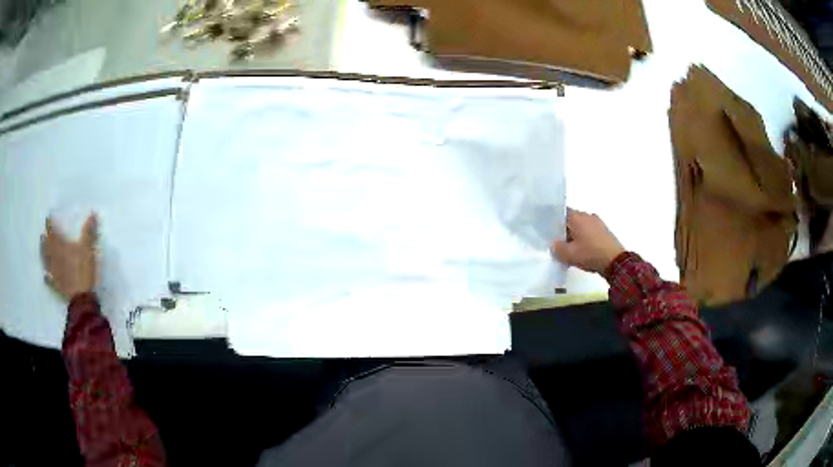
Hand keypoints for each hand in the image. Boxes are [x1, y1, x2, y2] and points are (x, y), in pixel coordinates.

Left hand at [41, 214, 98, 301]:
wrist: (81, 298)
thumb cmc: (83, 270)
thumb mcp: (88, 249)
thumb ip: (88, 232)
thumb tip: (92, 213)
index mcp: (60, 245)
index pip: (52, 231)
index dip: (50, 224)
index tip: (48, 218)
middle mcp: (53, 257)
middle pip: (46, 246)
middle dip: (45, 239)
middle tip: (44, 234)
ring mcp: (53, 272)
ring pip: (45, 260)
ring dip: (43, 254)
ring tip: (42, 249)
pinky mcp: (56, 285)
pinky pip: (49, 279)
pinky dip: (46, 276)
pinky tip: (45, 275)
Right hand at [551, 208, 624, 274]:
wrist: (615, 261)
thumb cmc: (590, 254)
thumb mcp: (569, 254)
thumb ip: (557, 248)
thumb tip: (554, 244)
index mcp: (577, 217)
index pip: (561, 213)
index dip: (553, 221)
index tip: (548, 230)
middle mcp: (587, 216)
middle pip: (571, 219)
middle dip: (564, 230)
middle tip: (557, 243)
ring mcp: (597, 222)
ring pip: (581, 226)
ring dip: (575, 234)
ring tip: (569, 248)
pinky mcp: (604, 231)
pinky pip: (589, 231)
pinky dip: (584, 238)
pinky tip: (582, 249)